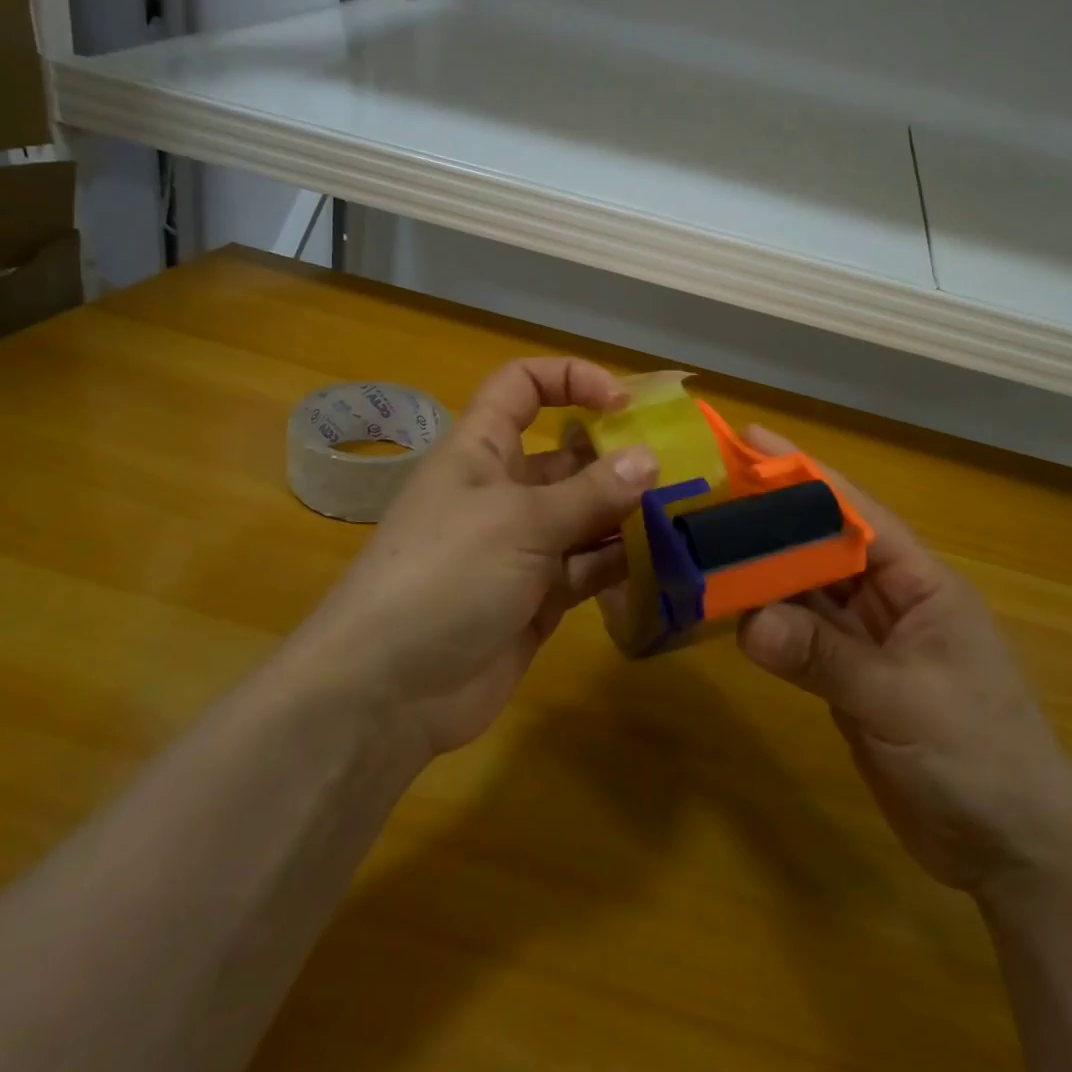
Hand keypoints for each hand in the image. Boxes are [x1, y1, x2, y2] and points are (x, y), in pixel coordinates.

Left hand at [299, 358, 657, 758]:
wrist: (388, 692)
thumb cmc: (445, 576)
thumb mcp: (519, 522)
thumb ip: (588, 493)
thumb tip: (648, 458)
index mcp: (481, 450)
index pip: (522, 387)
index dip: (570, 379)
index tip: (623, 404)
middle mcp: (503, 491)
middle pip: (567, 456)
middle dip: (617, 457)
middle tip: (678, 470)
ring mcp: (522, 547)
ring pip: (585, 515)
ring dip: (628, 513)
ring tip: (683, 515)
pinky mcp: (539, 597)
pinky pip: (589, 568)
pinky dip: (622, 563)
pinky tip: (663, 562)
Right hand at [736, 427, 1071, 894]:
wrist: (1015, 852)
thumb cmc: (982, 760)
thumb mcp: (905, 701)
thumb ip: (826, 658)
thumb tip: (749, 621)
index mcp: (920, 583)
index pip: (854, 513)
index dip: (803, 474)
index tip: (750, 439)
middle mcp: (890, 601)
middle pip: (820, 548)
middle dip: (769, 521)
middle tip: (705, 495)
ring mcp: (868, 642)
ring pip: (805, 593)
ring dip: (761, 574)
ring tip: (701, 546)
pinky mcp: (849, 681)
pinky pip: (801, 638)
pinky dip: (767, 626)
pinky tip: (727, 613)